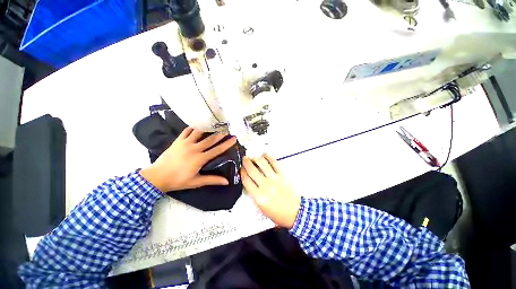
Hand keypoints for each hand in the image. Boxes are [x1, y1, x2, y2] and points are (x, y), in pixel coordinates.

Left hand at [140, 127, 235, 191]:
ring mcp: (185, 143)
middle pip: (209, 139)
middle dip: (219, 134)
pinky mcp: (177, 141)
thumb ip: (211, 180)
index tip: (234, 139)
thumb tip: (226, 181)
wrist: (160, 175)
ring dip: (207, 129)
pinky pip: (186, 131)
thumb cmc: (178, 180)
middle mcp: (194, 148)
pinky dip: (192, 128)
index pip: (216, 150)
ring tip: (213, 125)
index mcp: (199, 159)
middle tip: (226, 129)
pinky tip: (196, 126)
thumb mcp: (196, 182)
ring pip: (198, 132)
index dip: (226, 144)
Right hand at [241, 154, 300, 228]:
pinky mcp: (283, 176)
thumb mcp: (261, 208)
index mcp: (258, 196)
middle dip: (246, 162)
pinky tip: (265, 155)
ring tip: (254, 157)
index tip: (241, 169)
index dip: (242, 172)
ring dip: (256, 158)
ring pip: (262, 163)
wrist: (295, 213)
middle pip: (252, 170)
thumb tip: (249, 182)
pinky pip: (274, 163)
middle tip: (245, 159)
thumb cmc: (278, 214)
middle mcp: (265, 186)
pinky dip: (268, 157)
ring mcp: (275, 179)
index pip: (246, 180)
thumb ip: (254, 194)